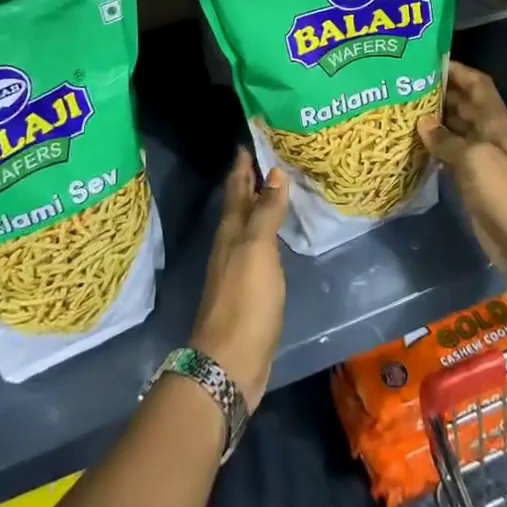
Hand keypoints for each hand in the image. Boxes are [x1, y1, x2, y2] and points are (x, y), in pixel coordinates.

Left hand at [190, 150, 287, 411]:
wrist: (230, 364)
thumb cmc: (244, 301)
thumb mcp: (257, 250)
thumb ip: (266, 212)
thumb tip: (274, 172)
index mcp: (230, 232)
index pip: (235, 189)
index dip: (241, 166)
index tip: (247, 142)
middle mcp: (230, 245)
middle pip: (239, 206)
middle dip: (248, 182)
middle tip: (263, 158)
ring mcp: (237, 269)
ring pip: (247, 227)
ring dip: (258, 207)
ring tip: (274, 190)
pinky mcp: (249, 291)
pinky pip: (258, 250)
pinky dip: (266, 235)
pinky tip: (276, 237)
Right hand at [418, 61, 506, 288]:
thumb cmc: (506, 193)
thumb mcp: (474, 160)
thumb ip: (447, 139)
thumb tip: (423, 122)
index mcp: (496, 121)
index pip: (477, 84)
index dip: (456, 70)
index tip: (428, 61)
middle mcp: (489, 134)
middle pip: (464, 104)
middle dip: (439, 92)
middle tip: (405, 84)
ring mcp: (482, 159)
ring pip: (455, 130)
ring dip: (434, 120)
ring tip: (402, 109)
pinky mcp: (473, 182)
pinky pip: (451, 155)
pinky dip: (435, 147)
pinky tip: (413, 143)